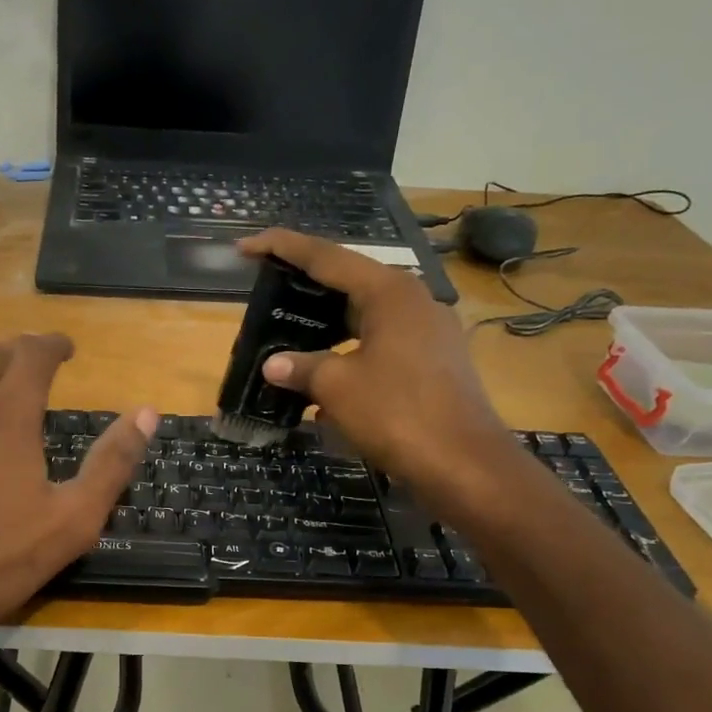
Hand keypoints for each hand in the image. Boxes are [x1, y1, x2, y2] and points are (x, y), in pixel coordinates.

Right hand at [237, 229, 519, 494]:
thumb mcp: (338, 387)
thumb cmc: (398, 414)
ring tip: (289, 327)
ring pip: (365, 314)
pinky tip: (324, 371)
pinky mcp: (433, 361)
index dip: (282, 248)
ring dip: (327, 322)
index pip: (326, 257)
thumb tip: (273, 364)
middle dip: (306, 284)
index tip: (246, 246)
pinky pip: (380, 342)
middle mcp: (413, 301)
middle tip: (266, 285)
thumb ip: (302, 367)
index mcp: (389, 292)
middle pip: (349, 281)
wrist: (465, 465)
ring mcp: (428, 331)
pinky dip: (348, 349)